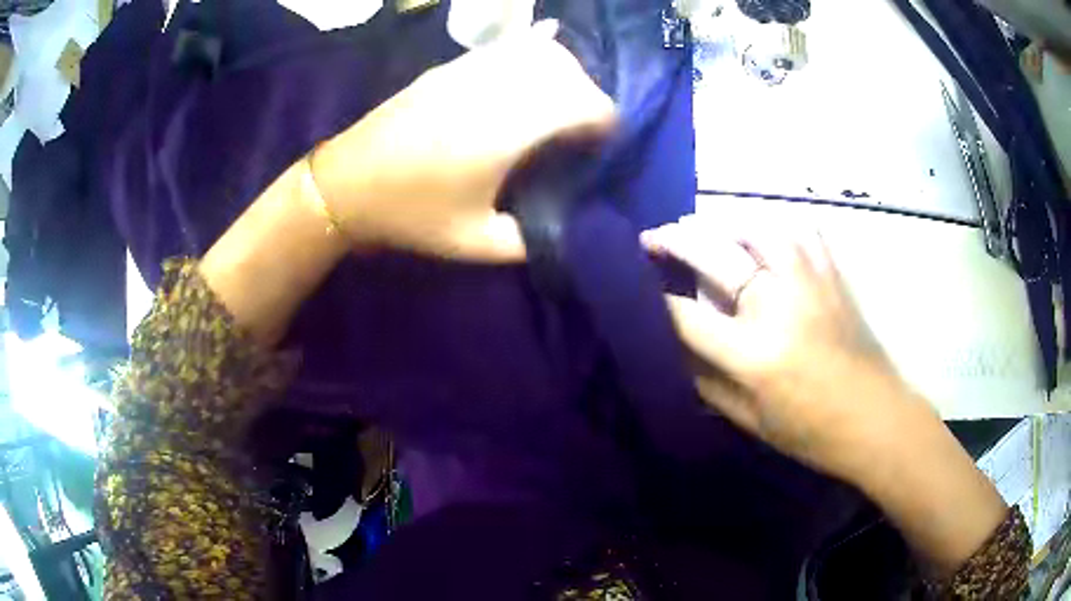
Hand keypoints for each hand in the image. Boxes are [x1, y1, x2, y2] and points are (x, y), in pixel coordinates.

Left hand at [310, 19, 615, 262]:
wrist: (346, 184)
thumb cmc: (410, 214)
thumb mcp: (475, 243)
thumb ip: (529, 240)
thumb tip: (565, 230)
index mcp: (508, 131)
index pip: (584, 103)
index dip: (606, 120)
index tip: (604, 144)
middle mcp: (496, 89)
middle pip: (568, 71)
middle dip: (590, 96)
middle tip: (584, 128)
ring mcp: (470, 70)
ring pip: (539, 51)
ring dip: (564, 72)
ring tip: (559, 102)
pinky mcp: (451, 67)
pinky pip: (506, 46)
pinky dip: (532, 54)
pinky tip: (530, 75)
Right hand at [642, 215, 916, 480]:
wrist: (875, 418)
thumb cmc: (812, 432)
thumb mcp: (750, 421)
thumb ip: (707, 382)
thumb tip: (675, 350)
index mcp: (753, 354)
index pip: (685, 316)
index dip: (652, 301)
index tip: (632, 288)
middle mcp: (778, 306)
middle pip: (716, 254)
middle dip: (675, 240)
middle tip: (654, 236)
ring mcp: (810, 283)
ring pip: (758, 228)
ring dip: (724, 224)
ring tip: (709, 232)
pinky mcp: (833, 275)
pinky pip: (802, 231)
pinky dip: (776, 226)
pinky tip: (764, 235)